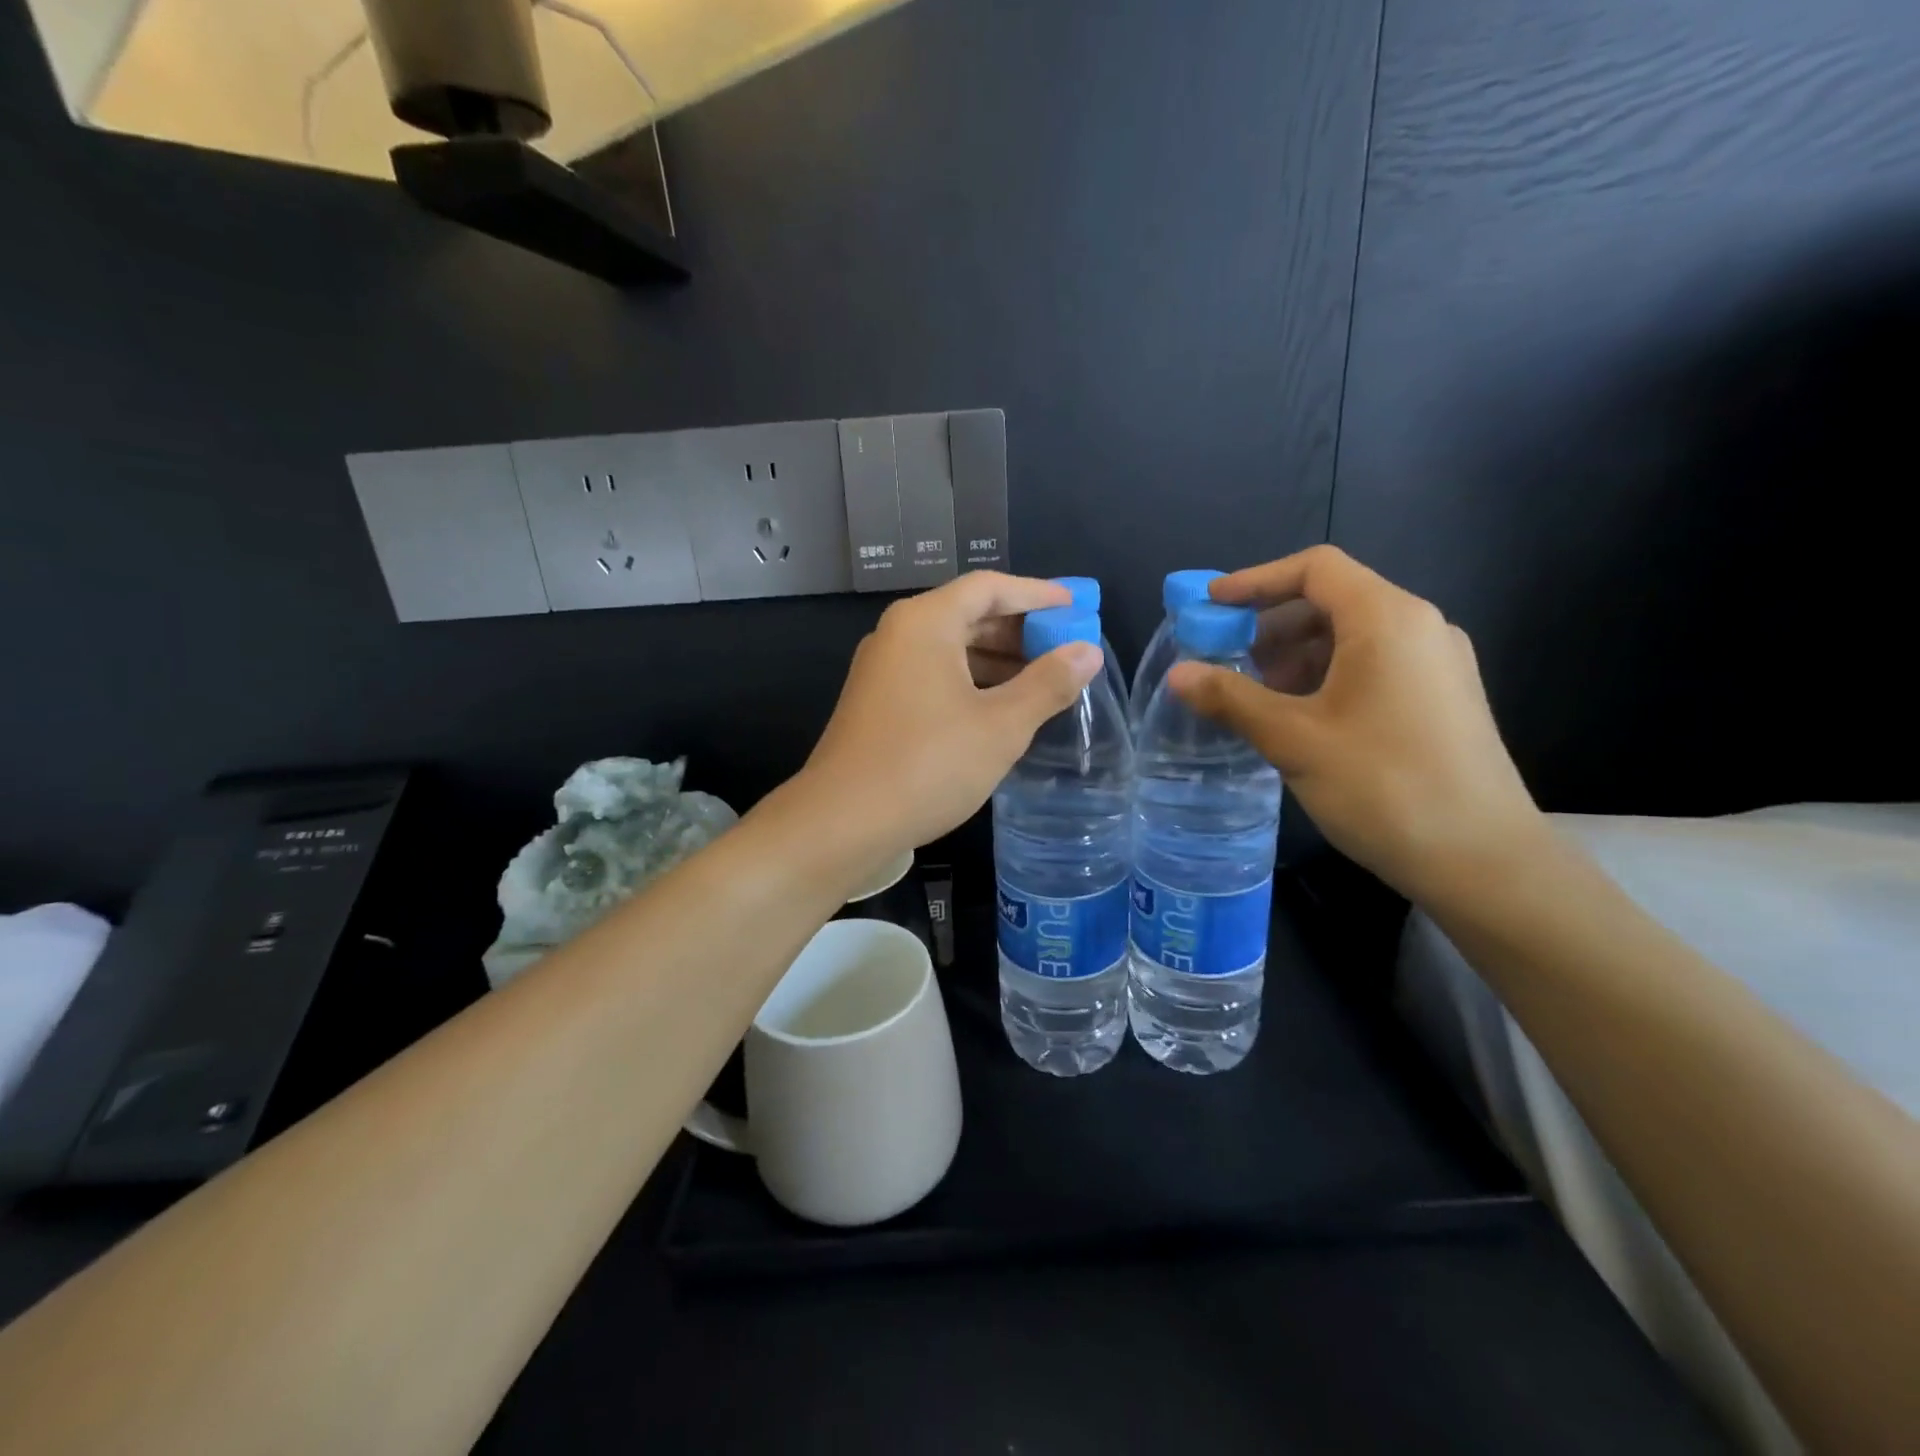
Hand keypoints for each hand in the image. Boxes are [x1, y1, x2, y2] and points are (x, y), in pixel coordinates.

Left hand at [799, 572, 1103, 857]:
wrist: (842, 822)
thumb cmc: (928, 765)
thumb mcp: (1001, 726)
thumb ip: (1048, 684)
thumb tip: (1088, 651)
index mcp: (925, 622)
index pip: (989, 587)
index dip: (1037, 594)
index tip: (1076, 607)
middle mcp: (898, 635)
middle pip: (967, 614)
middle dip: (1019, 629)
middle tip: (1065, 648)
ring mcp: (882, 670)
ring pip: (950, 648)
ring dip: (997, 660)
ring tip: (1042, 681)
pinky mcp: (877, 703)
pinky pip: (933, 675)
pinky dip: (971, 682)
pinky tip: (999, 709)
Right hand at [1168, 545, 1544, 902]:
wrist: (1482, 861)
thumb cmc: (1383, 786)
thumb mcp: (1293, 739)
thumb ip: (1231, 698)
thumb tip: (1177, 674)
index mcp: (1387, 620)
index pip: (1315, 568)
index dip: (1255, 580)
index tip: (1210, 606)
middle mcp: (1420, 628)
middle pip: (1332, 599)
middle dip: (1270, 624)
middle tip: (1226, 659)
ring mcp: (1437, 664)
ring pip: (1352, 636)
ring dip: (1296, 654)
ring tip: (1256, 696)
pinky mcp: (1442, 699)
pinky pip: (1373, 665)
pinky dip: (1326, 676)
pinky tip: (1299, 718)